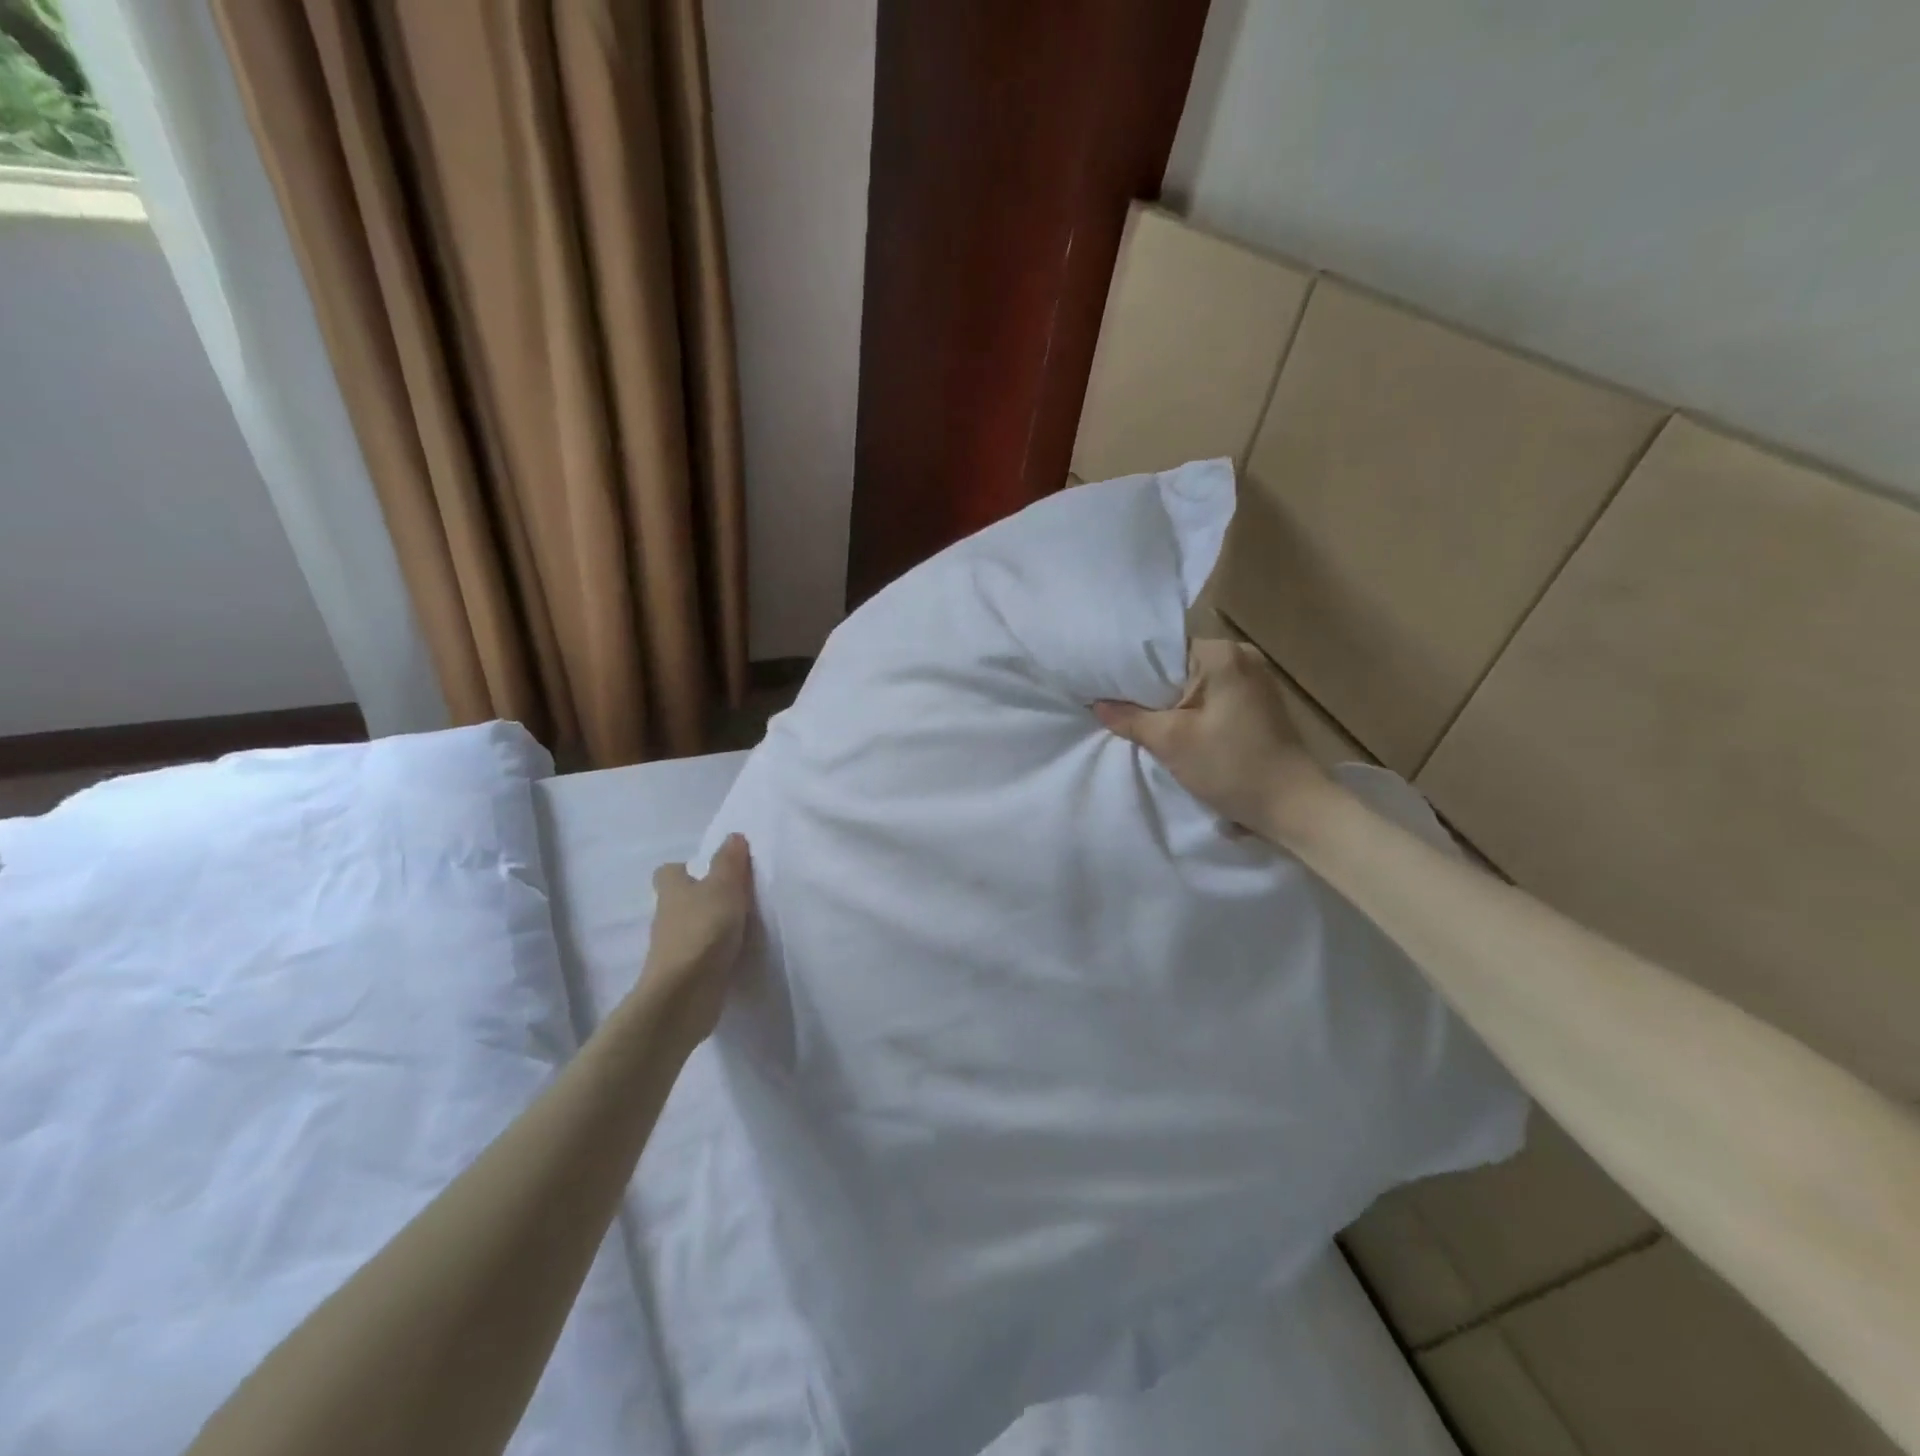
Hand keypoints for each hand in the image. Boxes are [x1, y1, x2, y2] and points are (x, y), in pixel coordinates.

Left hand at [637, 834, 753, 1050]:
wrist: (684, 995)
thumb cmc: (702, 931)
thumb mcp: (724, 887)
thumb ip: (730, 862)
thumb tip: (733, 836)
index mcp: (672, 891)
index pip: (669, 872)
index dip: (686, 869)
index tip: (710, 871)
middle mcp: (667, 917)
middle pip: (681, 900)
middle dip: (702, 897)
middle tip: (736, 896)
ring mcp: (673, 948)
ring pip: (691, 928)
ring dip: (710, 926)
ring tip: (743, 925)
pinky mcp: (684, 974)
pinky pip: (701, 955)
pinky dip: (715, 952)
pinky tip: (737, 953)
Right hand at [1094, 639, 1328, 840]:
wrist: (1293, 806)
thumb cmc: (1231, 767)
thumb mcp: (1172, 742)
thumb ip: (1131, 719)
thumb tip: (1098, 704)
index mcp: (1223, 655)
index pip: (1162, 650)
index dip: (1131, 670)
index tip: (1104, 686)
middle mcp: (1242, 657)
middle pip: (1178, 666)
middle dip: (1149, 688)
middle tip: (1113, 705)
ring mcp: (1255, 681)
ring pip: (1195, 684)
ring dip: (1169, 703)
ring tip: (1136, 718)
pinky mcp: (1258, 705)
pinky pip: (1212, 698)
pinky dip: (1191, 711)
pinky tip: (1172, 729)